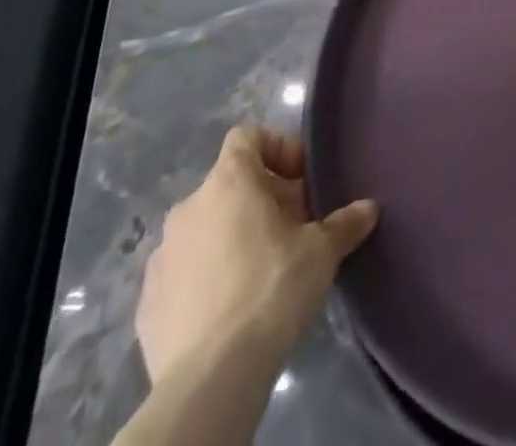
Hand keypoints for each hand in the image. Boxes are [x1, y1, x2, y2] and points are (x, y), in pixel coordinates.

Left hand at [135, 126, 377, 385]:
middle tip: (294, 230)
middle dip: (262, 201)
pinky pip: (184, 274)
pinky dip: (207, 279)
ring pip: (205, 230)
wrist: (211, 378)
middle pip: (230, 185)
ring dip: (233, 239)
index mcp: (228, 182)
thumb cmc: (272, 289)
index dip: (278, 149)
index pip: (248, 136)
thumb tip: (368, 208)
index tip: (302, 180)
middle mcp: (188, 209)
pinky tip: (231, 309)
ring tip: (263, 272)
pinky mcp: (147, 305)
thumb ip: (345, 222)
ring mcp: (161, 258)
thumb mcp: (322, 251)